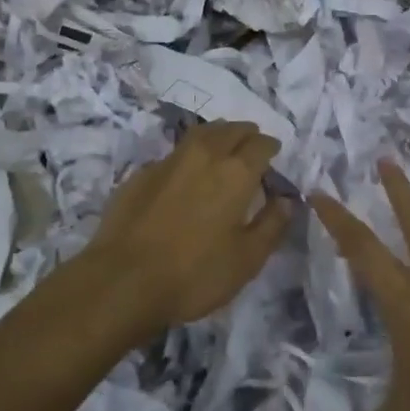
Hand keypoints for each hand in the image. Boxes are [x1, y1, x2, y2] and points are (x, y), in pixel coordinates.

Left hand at [86, 120, 292, 334]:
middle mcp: (205, 155)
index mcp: (236, 172)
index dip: (271, 148)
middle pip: (231, 129)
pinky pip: (175, 154)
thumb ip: (272, 225)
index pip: (261, 144)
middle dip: (246, 134)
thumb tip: (287, 200)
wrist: (123, 281)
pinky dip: (189, 157)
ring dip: (218, 135)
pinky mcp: (142, 173)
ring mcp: (170, 160)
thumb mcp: (246, 260)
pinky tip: (185, 175)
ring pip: (201, 133)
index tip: (274, 156)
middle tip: (252, 147)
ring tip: (223, 148)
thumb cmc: (194, 274)